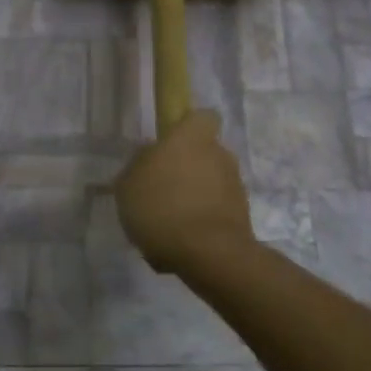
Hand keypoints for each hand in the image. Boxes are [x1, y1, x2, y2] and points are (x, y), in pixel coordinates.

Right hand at [114, 110, 254, 273]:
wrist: (208, 253)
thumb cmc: (162, 207)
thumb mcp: (128, 184)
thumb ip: (139, 165)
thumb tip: (149, 157)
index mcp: (192, 138)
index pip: (203, 117)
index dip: (188, 127)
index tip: (171, 145)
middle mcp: (220, 155)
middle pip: (204, 154)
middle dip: (187, 170)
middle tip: (161, 192)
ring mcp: (235, 186)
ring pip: (210, 185)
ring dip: (193, 199)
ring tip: (167, 226)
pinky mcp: (243, 216)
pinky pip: (215, 212)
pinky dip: (201, 223)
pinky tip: (179, 245)